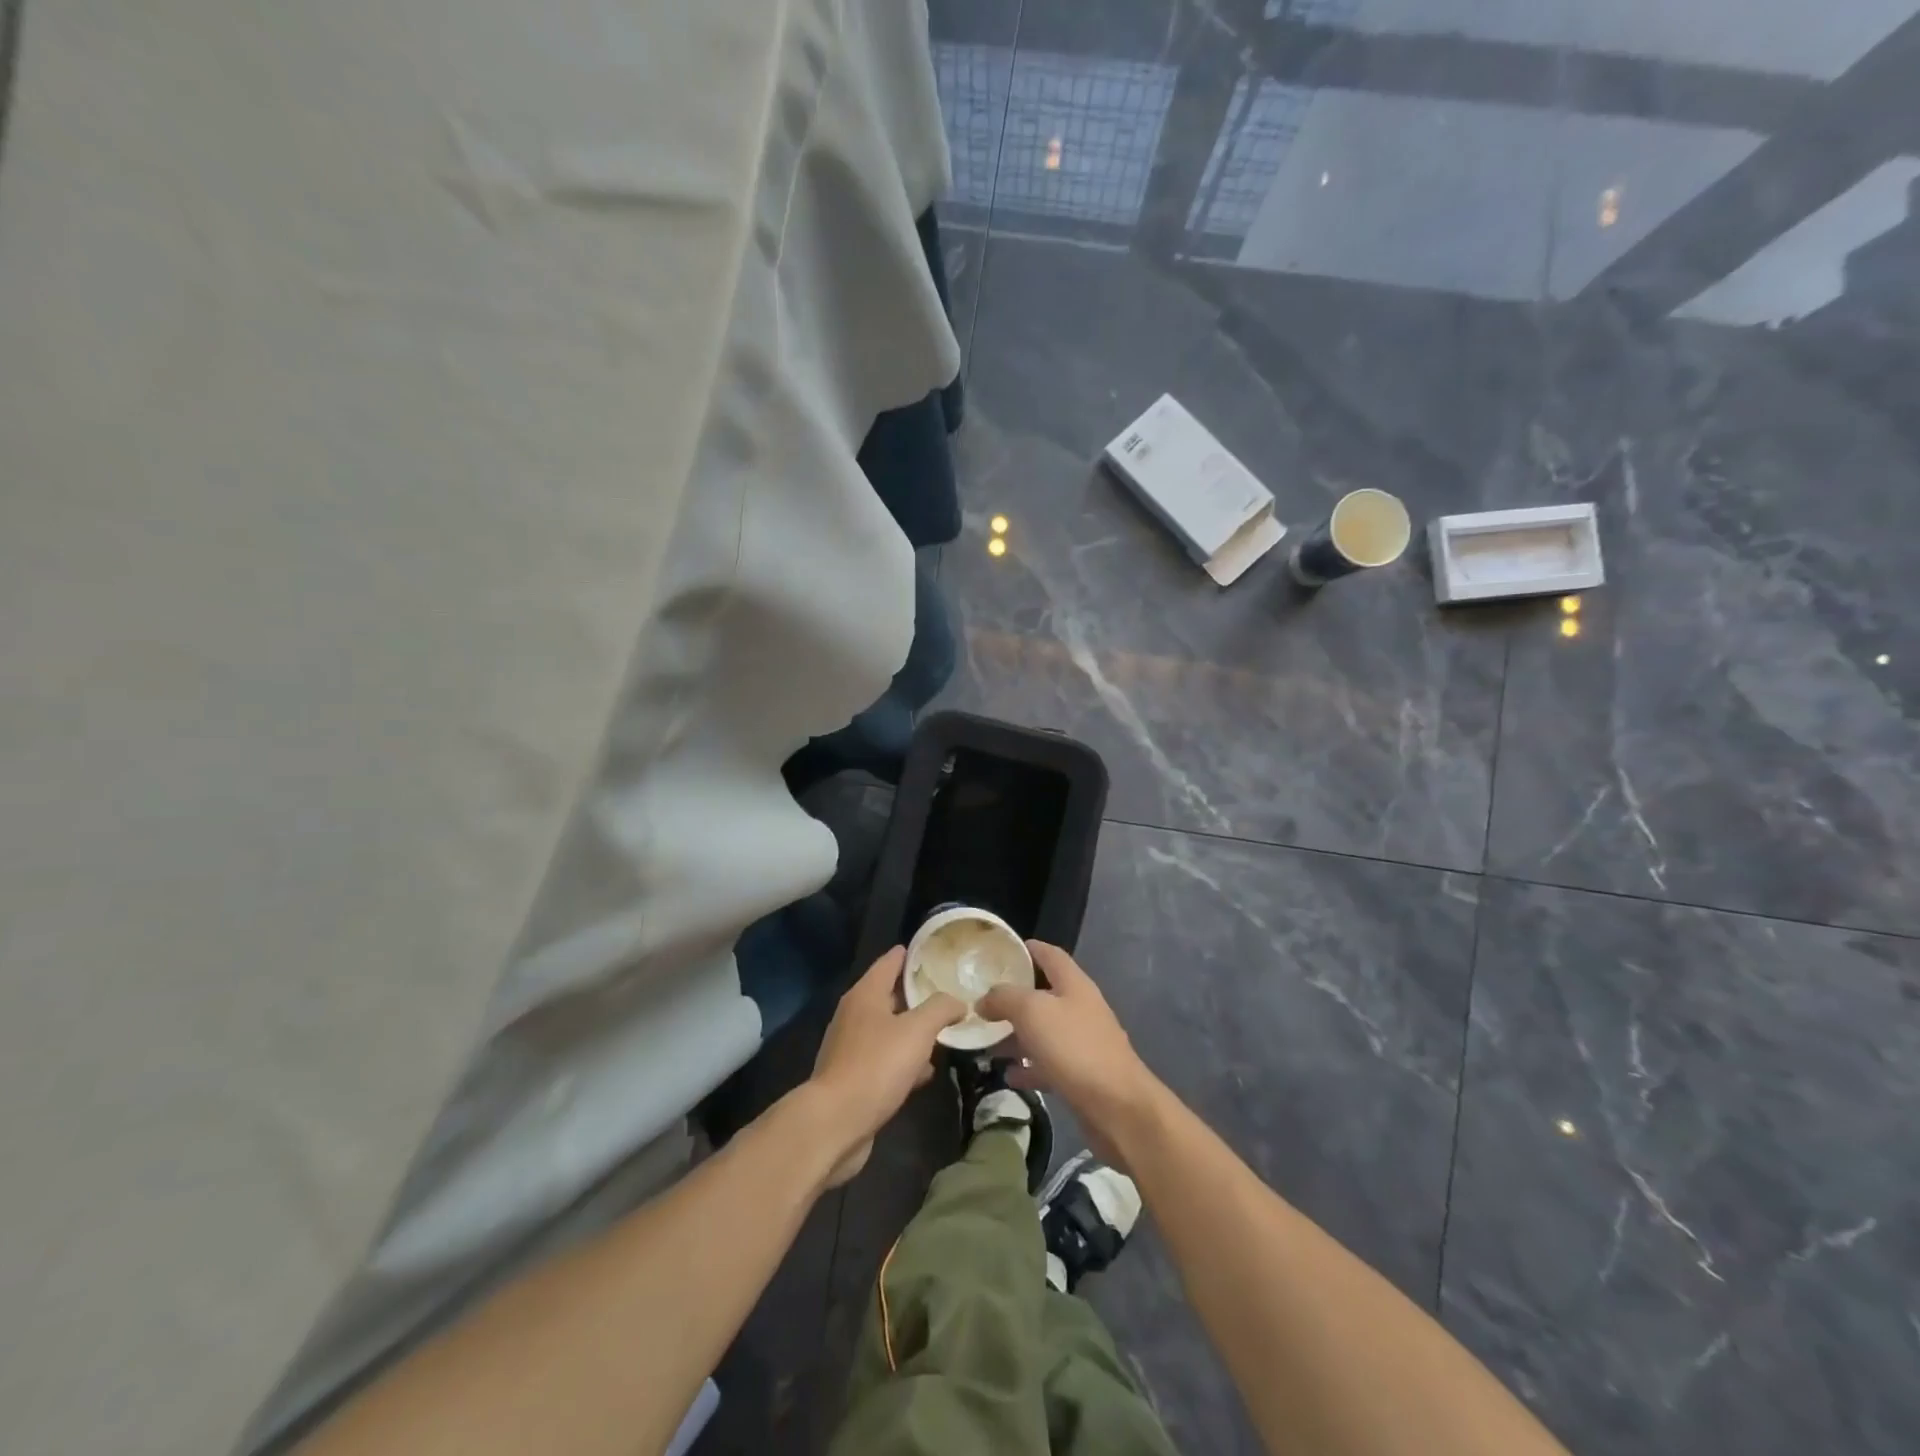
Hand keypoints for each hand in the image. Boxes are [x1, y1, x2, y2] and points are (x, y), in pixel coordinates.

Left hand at [807, 946, 965, 1187]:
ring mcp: (851, 1047)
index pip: (890, 961)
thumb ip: (941, 1008)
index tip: (935, 950)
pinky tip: (925, 1072)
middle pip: (890, 995)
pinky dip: (905, 1060)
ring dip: (913, 1030)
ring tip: (945, 1031)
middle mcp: (854, 1015)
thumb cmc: (877, 1065)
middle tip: (949, 991)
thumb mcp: (917, 1030)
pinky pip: (885, 1059)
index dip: (911, 954)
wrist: (836, 1122)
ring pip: (889, 1029)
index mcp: (865, 994)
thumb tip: (958, 1001)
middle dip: (918, 994)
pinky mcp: (854, 1077)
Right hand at [979, 942, 1160, 1161]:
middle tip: (982, 1002)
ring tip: (986, 1042)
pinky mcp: (1082, 1075)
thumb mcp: (1032, 1012)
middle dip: (1013, 998)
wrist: (1119, 1108)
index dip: (1028, 948)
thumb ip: (1004, 998)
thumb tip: (984, 999)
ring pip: (1043, 1031)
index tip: (1001, 951)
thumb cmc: (1075, 1048)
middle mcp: (1080, 1008)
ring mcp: (1083, 1043)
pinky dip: (1028, 1067)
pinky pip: (1048, 1064)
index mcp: (1074, 984)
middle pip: (1044, 994)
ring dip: (1017, 1035)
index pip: (1050, 955)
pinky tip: (1008, 1075)